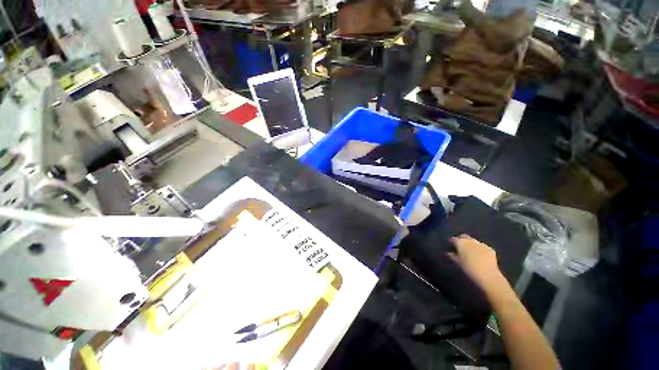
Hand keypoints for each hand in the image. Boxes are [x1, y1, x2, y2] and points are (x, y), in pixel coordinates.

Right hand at [450, 234, 506, 295]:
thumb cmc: (469, 269)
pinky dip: (480, 249)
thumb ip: (452, 256)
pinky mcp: (490, 249)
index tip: (450, 246)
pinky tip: (480, 255)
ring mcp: (481, 244)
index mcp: (460, 242)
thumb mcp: (458, 263)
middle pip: (464, 236)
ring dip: (471, 244)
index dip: (451, 242)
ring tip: (470, 251)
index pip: (453, 239)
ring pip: (474, 241)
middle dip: (461, 239)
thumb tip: (449, 253)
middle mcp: (470, 240)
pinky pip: (483, 247)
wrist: (488, 275)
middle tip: (460, 247)